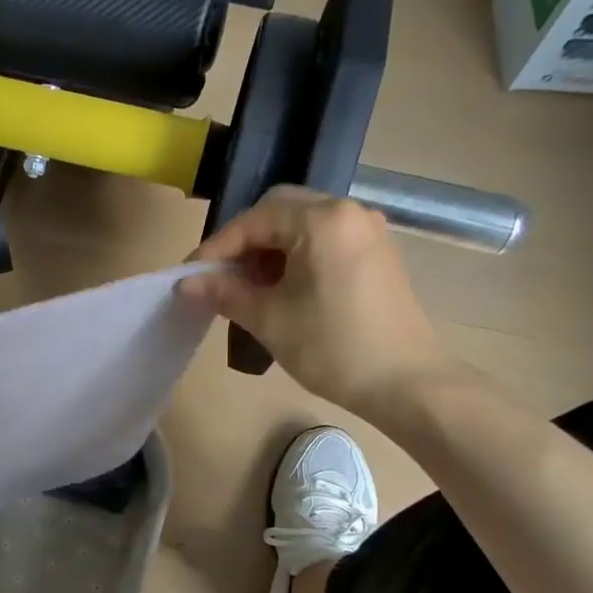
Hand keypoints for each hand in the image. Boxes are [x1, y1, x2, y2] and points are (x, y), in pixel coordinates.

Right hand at [181, 186, 464, 417]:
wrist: (407, 383)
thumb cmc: (333, 347)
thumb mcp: (269, 319)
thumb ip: (224, 293)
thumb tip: (185, 284)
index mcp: (321, 220)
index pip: (253, 220)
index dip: (217, 248)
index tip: (190, 276)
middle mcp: (348, 212)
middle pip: (279, 209)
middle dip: (245, 241)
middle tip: (222, 276)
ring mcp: (367, 230)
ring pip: (302, 223)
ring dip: (270, 248)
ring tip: (251, 287)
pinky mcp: (377, 252)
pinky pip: (325, 238)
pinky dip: (297, 254)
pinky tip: (284, 289)